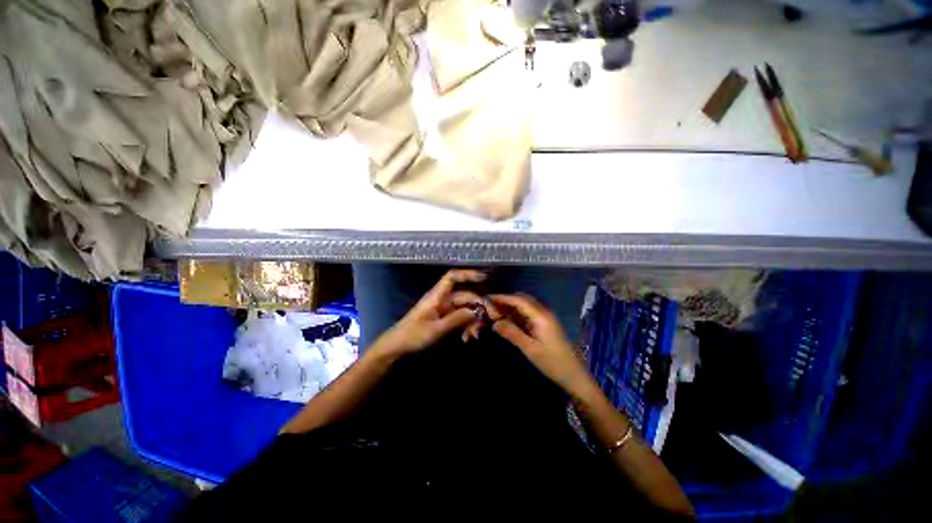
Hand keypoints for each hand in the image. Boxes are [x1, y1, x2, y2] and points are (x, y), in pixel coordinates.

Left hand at [374, 269, 488, 356]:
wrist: (396, 348)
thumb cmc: (412, 336)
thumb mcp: (435, 329)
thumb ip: (456, 319)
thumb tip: (476, 311)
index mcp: (437, 296)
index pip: (453, 277)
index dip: (468, 274)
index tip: (485, 278)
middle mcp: (442, 299)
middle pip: (465, 296)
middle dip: (477, 307)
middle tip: (488, 321)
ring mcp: (444, 310)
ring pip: (465, 308)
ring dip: (472, 321)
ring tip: (474, 336)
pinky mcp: (445, 319)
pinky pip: (460, 318)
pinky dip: (466, 327)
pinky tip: (467, 338)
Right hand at [489, 294, 590, 392]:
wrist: (575, 375)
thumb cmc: (553, 363)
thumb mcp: (530, 349)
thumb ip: (512, 333)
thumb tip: (494, 322)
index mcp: (541, 316)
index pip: (518, 300)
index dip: (502, 298)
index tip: (487, 299)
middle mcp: (544, 312)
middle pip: (522, 299)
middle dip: (505, 300)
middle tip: (489, 306)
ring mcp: (545, 317)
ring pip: (525, 305)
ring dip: (511, 306)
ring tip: (495, 312)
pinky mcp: (545, 324)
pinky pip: (528, 313)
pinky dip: (517, 314)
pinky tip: (507, 320)